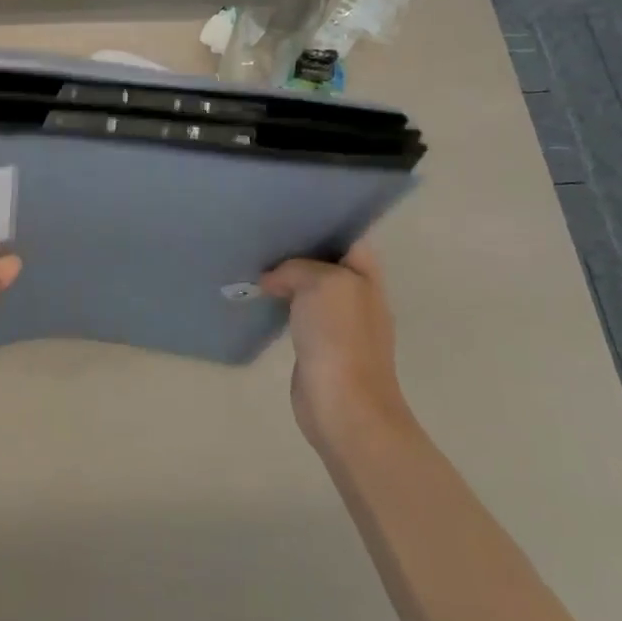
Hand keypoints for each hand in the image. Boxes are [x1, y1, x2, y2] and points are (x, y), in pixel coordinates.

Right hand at [261, 240, 411, 451]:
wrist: (343, 405)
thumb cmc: (339, 337)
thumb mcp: (321, 283)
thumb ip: (296, 268)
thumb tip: (272, 281)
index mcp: (366, 277)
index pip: (349, 238)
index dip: (324, 225)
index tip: (290, 216)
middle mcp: (356, 295)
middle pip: (326, 262)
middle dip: (299, 250)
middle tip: (264, 236)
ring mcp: (338, 323)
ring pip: (309, 288)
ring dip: (286, 279)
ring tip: (255, 263)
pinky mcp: (318, 346)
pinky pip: (298, 313)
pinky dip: (281, 304)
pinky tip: (259, 298)